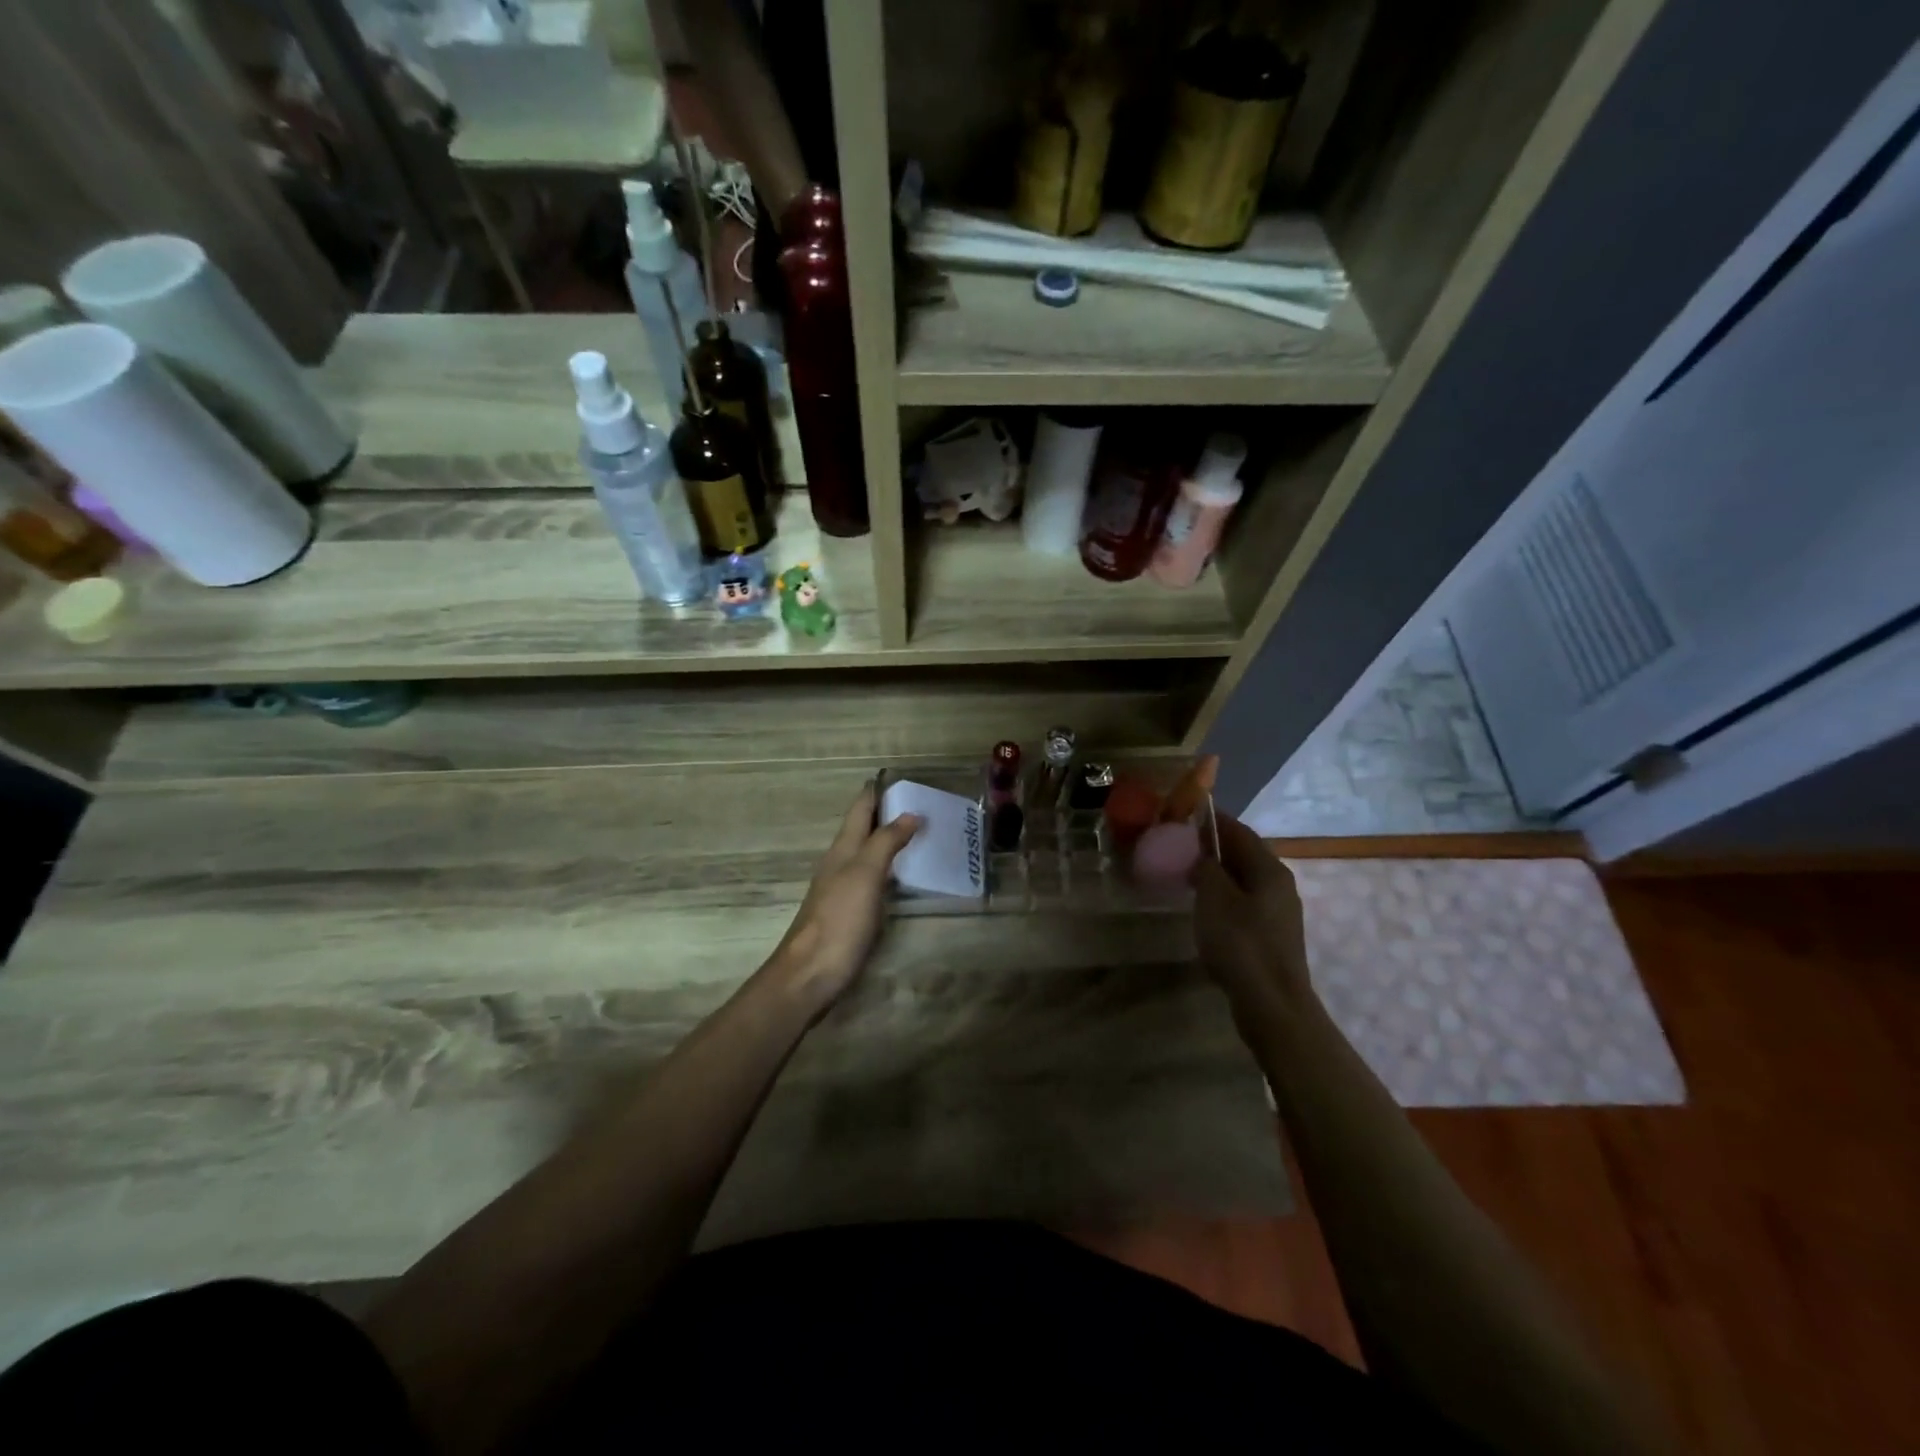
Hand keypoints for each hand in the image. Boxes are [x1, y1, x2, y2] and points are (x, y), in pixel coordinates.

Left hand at [766, 784, 921, 1015]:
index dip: (879, 791)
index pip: (861, 808)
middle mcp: (841, 863)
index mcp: (843, 848)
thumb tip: (910, 813)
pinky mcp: (850, 914)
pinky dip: (891, 869)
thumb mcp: (865, 874)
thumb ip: (886, 841)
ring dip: (890, 841)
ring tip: (922, 835)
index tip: (905, 779)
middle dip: (889, 814)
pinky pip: (873, 879)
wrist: (810, 974)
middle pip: (864, 829)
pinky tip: (905, 877)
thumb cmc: (839, 919)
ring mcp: (843, 889)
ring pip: (868, 854)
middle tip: (925, 806)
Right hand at [1192, 813, 1314, 1024]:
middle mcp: (1280, 884)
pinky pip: (1245, 902)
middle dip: (1214, 846)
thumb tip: (1205, 855)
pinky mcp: (1272, 935)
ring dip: (1218, 873)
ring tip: (1187, 873)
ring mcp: (1279, 912)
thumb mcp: (1214, 898)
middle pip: (1245, 854)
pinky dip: (1224, 895)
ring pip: (1245, 880)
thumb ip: (1207, 868)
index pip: (1240, 831)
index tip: (1187, 812)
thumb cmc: (1240, 943)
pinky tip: (1205, 907)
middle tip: (1181, 844)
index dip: (1214, 820)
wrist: (1271, 1003)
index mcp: (1269, 869)